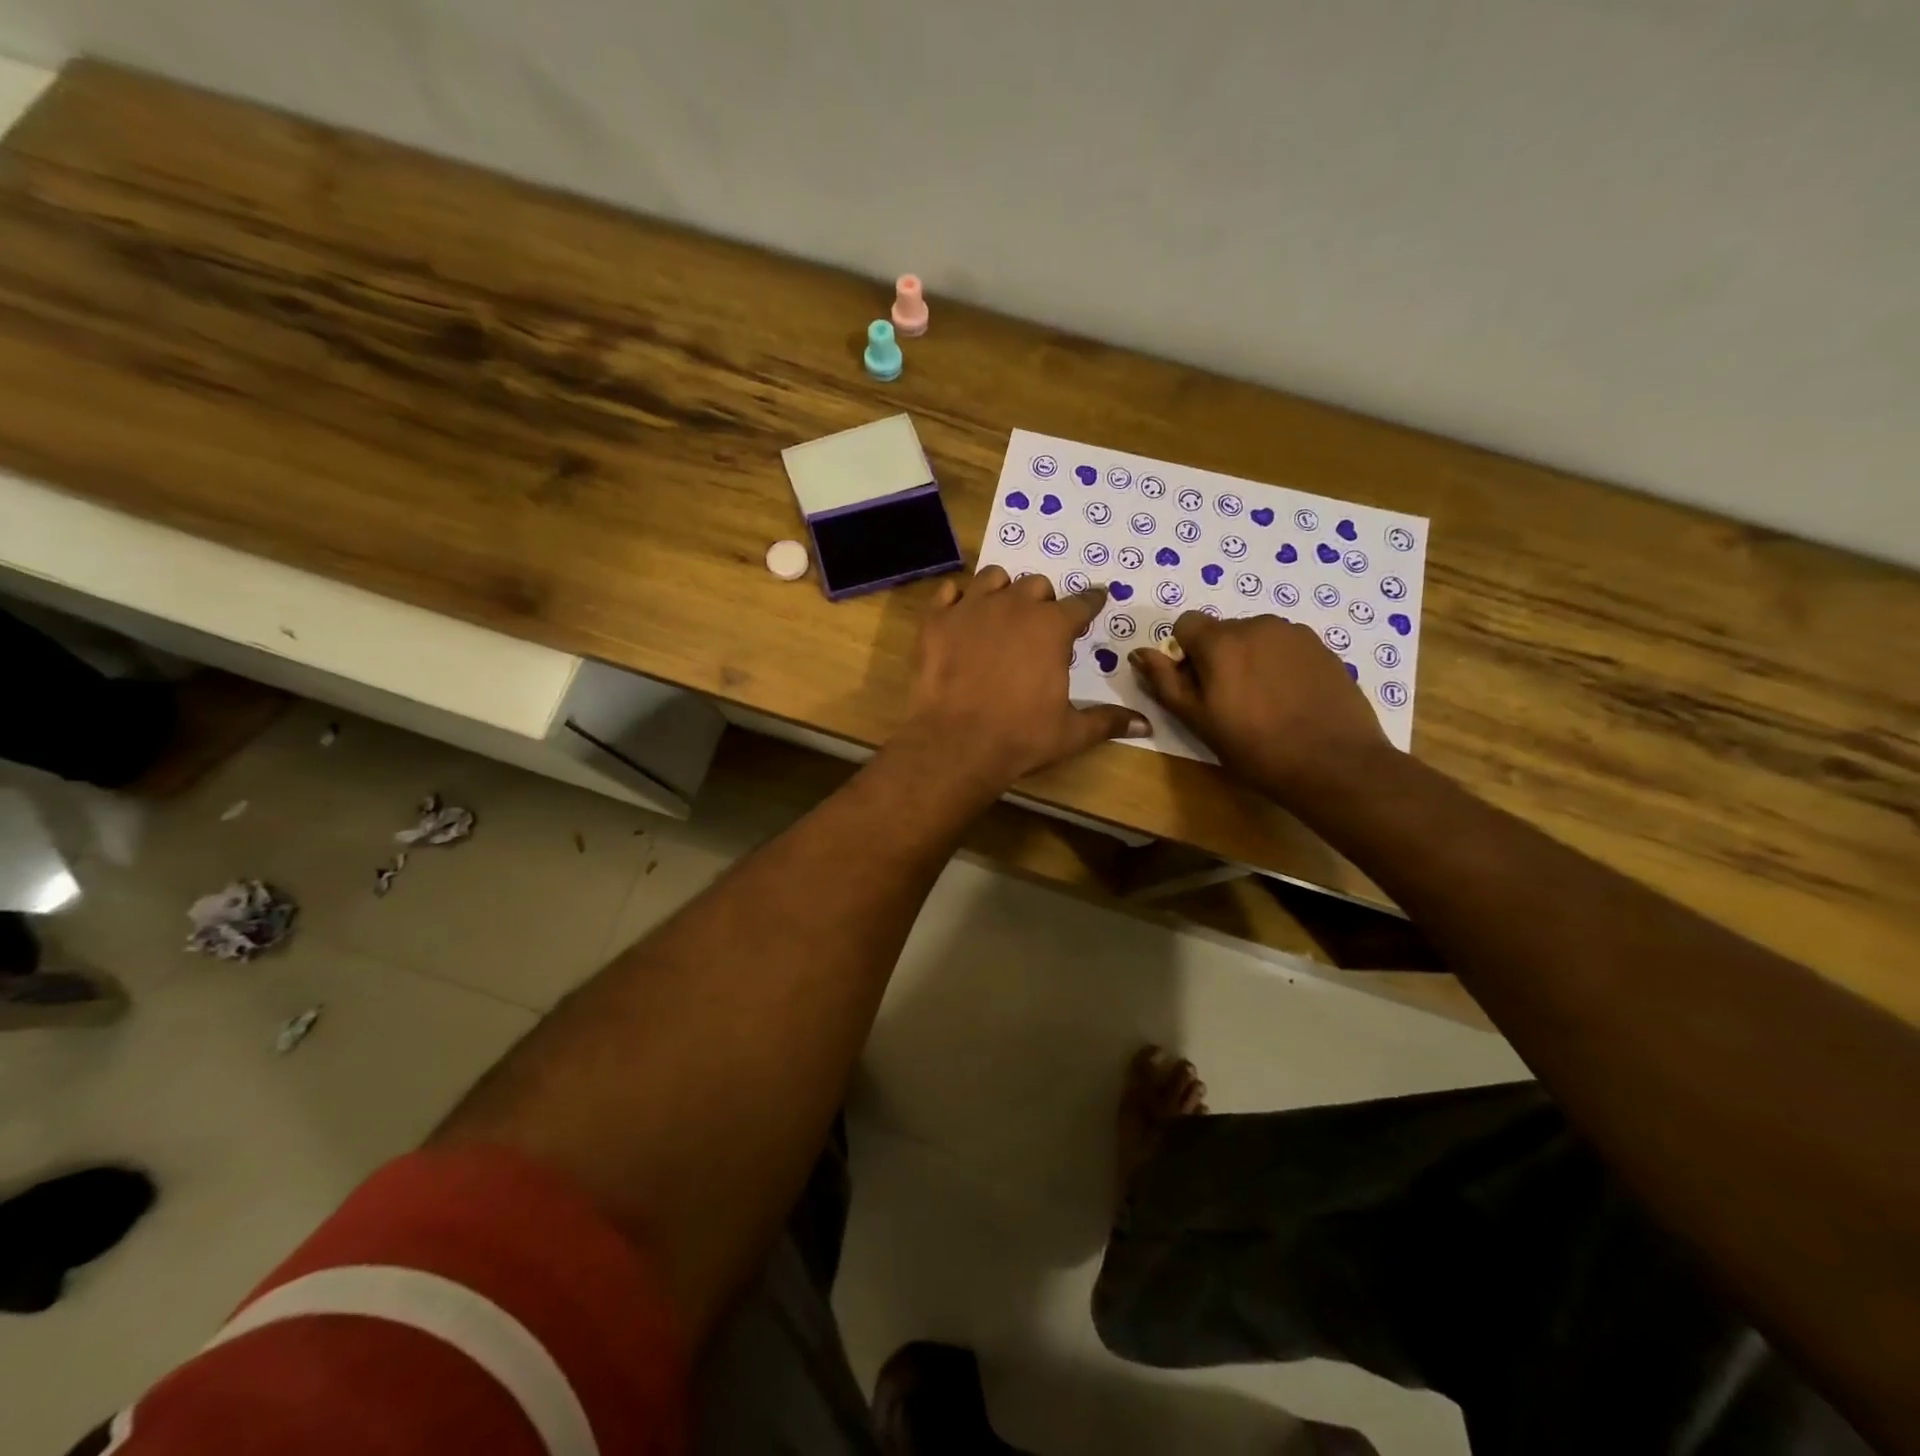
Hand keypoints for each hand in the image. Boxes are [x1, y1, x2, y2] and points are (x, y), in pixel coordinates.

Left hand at [897, 566, 1149, 792]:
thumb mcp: (1070, 732)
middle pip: (1036, 586)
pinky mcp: (936, 620)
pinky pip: (947, 592)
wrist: (955, 744)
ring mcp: (971, 608)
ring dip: (1002, 590)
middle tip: (1040, 623)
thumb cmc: (1020, 737)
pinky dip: (956, 600)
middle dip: (1043, 600)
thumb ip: (1108, 721)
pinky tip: (959, 615)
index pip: (1081, 604)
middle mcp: (1014, 606)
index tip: (1095, 601)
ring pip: (992, 578)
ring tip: (1001, 611)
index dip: (1091, 603)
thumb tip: (1146, 724)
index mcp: (1052, 627)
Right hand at [1128, 612, 1388, 798]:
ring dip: (1250, 660)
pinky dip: (1279, 666)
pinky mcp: (1323, 648)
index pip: (1186, 624)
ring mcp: (1295, 633)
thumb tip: (1139, 653)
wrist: (1333, 763)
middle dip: (1218, 657)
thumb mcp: (1197, 720)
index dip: (1184, 654)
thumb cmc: (1254, 747)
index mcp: (1221, 641)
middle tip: (1229, 702)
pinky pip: (1286, 648)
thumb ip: (1165, 681)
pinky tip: (1291, 701)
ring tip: (1264, 703)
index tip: (1197, 686)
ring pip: (1256, 638)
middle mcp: (1257, 624)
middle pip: (1222, 631)